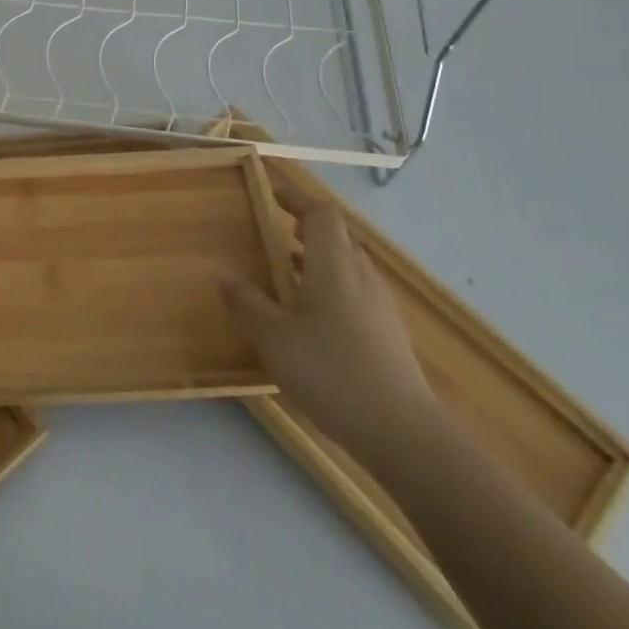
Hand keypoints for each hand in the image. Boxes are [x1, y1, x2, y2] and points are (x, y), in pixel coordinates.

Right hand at [222, 202, 439, 469]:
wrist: (403, 433)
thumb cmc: (331, 373)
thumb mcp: (274, 338)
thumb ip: (248, 304)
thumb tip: (225, 275)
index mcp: (334, 265)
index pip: (321, 214)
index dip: (297, 199)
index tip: (272, 195)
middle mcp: (361, 276)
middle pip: (339, 237)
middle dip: (308, 229)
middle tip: (276, 234)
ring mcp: (380, 306)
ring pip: (349, 266)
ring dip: (319, 260)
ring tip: (288, 274)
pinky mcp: (388, 334)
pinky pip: (357, 293)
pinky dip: (332, 288)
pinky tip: (312, 319)